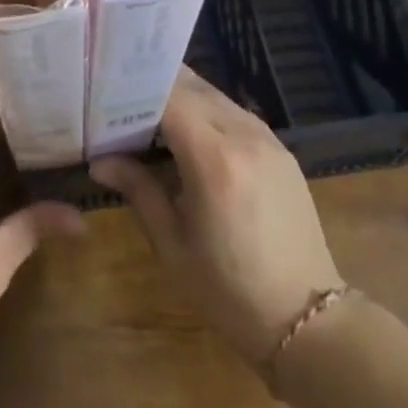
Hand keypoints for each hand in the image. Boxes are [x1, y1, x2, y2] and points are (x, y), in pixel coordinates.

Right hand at [90, 68, 342, 366]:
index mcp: (214, 158)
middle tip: (119, 99)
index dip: (134, 89)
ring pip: (213, 94)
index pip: (167, 95)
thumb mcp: (172, 245)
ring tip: (149, 114)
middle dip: (154, 85)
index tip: (106, 95)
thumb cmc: (229, 291)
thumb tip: (98, 160)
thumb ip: (137, 189)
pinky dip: (206, 111)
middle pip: (191, 85)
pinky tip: (188, 134)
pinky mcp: (281, 149)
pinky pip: (234, 112)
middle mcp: (244, 135)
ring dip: (181, 96)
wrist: (308, 322)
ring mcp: (268, 138)